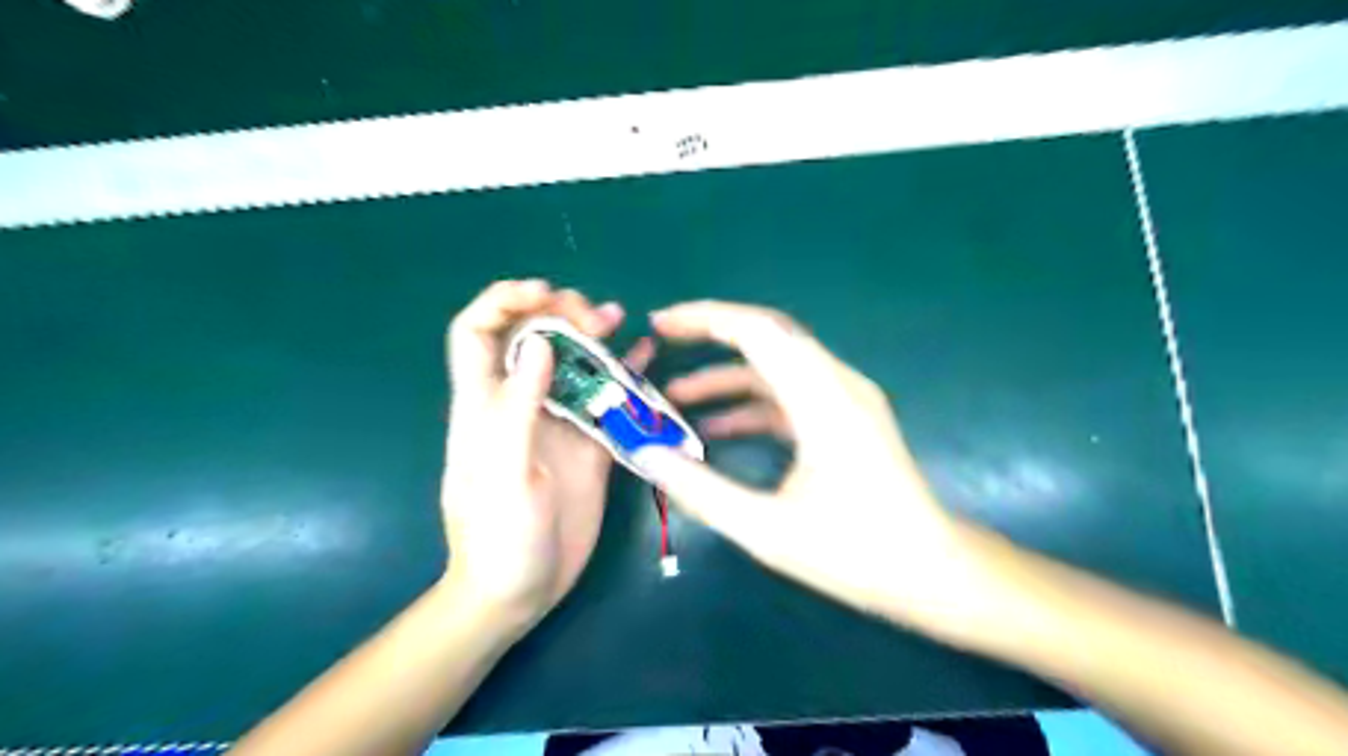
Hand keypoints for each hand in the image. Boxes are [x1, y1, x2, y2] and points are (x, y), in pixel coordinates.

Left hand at [443, 279, 653, 629]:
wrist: (518, 590)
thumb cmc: (499, 537)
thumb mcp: (504, 472)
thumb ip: (518, 407)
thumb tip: (541, 344)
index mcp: (484, 405)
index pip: (478, 331)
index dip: (504, 300)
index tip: (545, 293)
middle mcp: (520, 403)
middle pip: (531, 336)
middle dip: (559, 313)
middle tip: (595, 318)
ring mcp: (557, 422)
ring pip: (571, 362)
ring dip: (592, 336)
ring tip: (619, 320)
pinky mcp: (588, 442)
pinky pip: (606, 398)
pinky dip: (624, 373)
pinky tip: (645, 355)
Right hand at [634, 304, 999, 628]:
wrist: (933, 571)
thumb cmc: (857, 553)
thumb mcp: (768, 530)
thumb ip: (702, 490)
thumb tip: (647, 456)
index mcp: (824, 400)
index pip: (759, 331)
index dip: (706, 318)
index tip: (661, 324)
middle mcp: (838, 384)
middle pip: (768, 336)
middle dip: (711, 334)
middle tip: (662, 342)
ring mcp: (846, 398)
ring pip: (777, 365)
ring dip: (727, 376)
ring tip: (676, 398)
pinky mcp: (846, 417)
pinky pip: (790, 394)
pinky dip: (751, 403)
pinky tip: (716, 429)